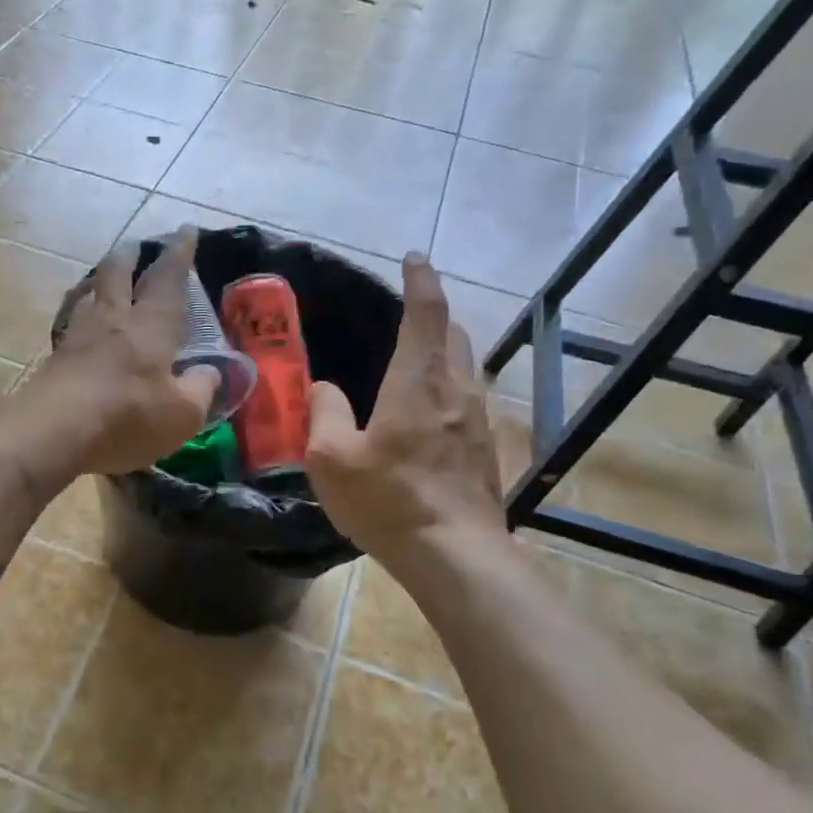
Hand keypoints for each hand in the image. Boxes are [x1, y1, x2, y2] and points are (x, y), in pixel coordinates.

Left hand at [0, 228, 218, 487]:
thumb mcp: (182, 414)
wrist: (53, 432)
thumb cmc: (127, 417)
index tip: (186, 230)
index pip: (168, 278)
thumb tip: (209, 372)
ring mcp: (78, 336)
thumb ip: (200, 389)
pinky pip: (72, 325)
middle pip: (117, 273)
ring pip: (90, 295)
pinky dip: (82, 316)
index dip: (179, 253)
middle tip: (135, 246)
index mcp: (151, 325)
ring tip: (105, 281)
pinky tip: (82, 327)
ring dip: (100, 282)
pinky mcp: (55, 359)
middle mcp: (113, 319)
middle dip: (130, 256)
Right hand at [306, 253, 504, 558]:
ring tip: (416, 369)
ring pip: (466, 369)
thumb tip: (325, 387)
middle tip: (407, 319)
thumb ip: (323, 413)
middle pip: (454, 335)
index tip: (414, 259)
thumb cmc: (387, 500)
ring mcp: (480, 419)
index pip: (425, 313)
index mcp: (417, 382)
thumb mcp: (331, 459)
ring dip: (444, 356)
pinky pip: (470, 402)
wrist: (454, 554)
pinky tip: (431, 419)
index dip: (420, 281)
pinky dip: (451, 392)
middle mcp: (457, 390)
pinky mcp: (488, 448)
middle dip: (434, 317)